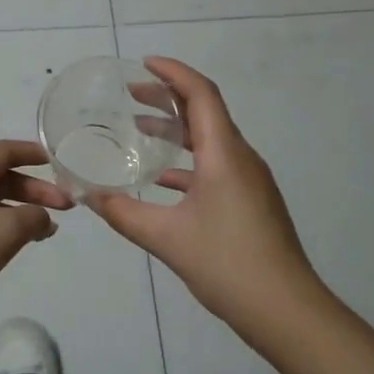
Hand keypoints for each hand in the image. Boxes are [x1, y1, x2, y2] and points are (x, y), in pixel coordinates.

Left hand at [0, 139, 72, 342]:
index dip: (31, 152)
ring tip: (48, 230)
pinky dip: (5, 231)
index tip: (56, 161)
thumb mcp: (5, 231)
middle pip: (2, 179)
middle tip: (66, 207)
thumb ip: (32, 217)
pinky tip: (17, 248)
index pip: (4, 151)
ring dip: (22, 212)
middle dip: (35, 190)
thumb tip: (42, 217)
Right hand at [90, 58, 319, 336]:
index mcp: (224, 154)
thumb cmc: (227, 263)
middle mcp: (241, 158)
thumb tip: (87, 196)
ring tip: (140, 129)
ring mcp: (249, 181)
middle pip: (205, 113)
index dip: (173, 73)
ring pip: (210, 141)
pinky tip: (161, 180)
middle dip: (169, 99)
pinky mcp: (250, 202)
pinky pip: (215, 167)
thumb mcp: (165, 237)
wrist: (285, 309)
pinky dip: (187, 163)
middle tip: (132, 95)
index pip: (201, 94)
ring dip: (177, 131)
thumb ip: (123, 213)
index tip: (143, 64)